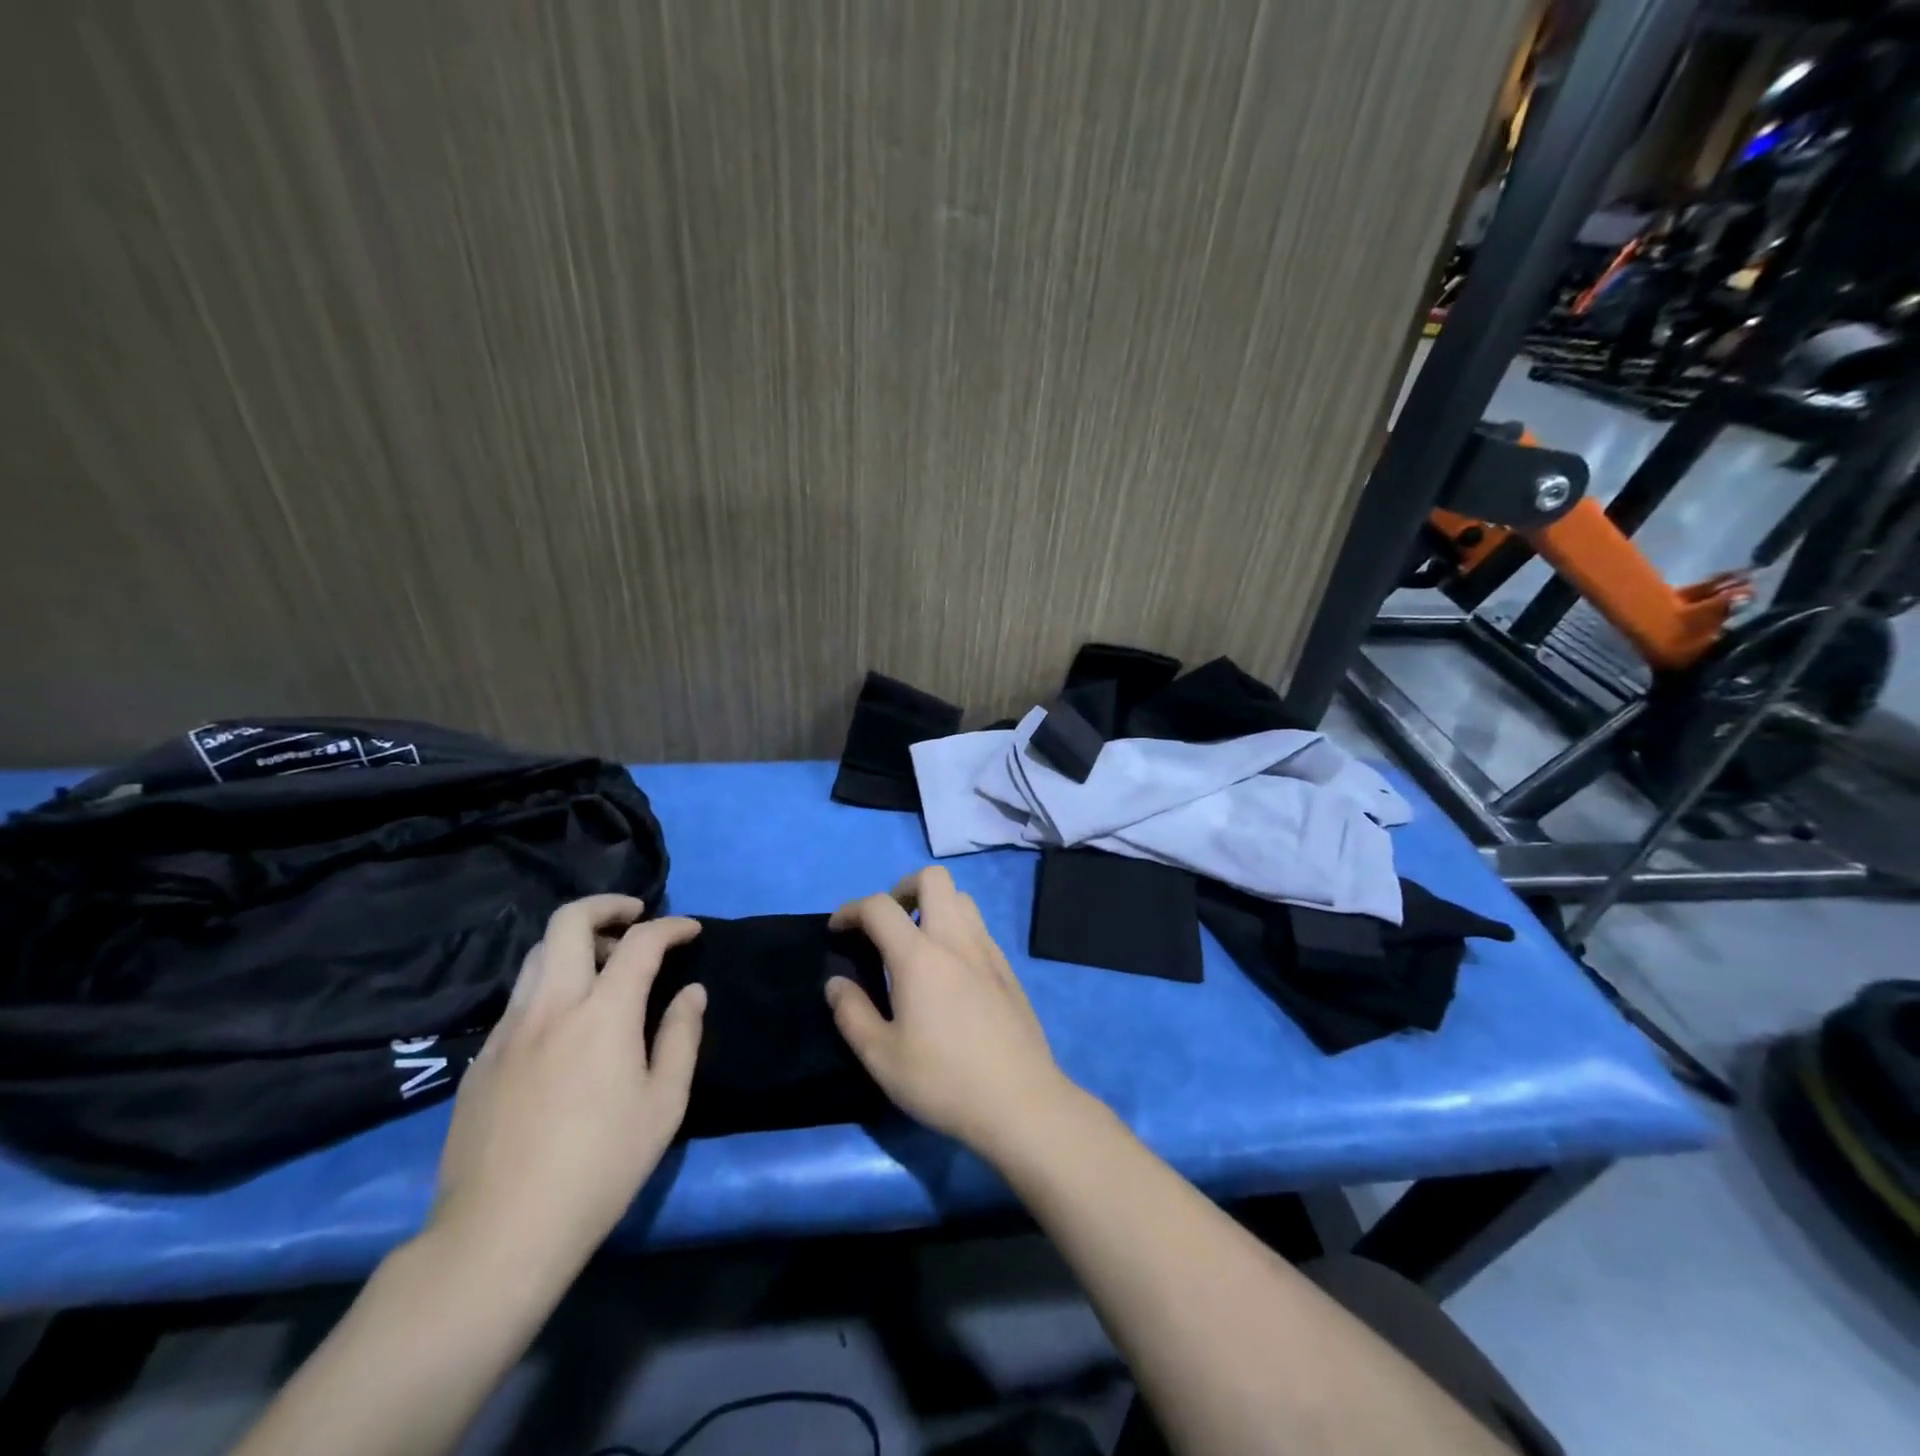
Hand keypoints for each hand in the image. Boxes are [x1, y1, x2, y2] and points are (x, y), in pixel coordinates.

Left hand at [428, 896, 705, 1287]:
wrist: (498, 1234)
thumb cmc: (599, 1167)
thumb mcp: (663, 1103)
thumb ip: (681, 1036)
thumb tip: (691, 992)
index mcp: (602, 1013)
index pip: (640, 942)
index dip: (671, 926)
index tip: (690, 931)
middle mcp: (550, 1006)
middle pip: (568, 922)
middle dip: (607, 906)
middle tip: (635, 918)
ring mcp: (507, 1031)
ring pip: (535, 955)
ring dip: (574, 943)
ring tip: (603, 966)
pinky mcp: (480, 1060)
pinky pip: (518, 999)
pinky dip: (550, 985)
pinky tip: (566, 1024)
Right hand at [826, 867, 1075, 1159]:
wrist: (1020, 1101)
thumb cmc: (943, 1080)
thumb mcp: (881, 1057)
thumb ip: (852, 1013)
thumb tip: (836, 983)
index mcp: (919, 956)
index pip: (879, 906)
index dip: (851, 909)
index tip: (837, 930)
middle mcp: (955, 940)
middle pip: (932, 879)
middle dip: (902, 889)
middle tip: (886, 925)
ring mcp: (987, 951)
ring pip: (961, 898)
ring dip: (934, 905)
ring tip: (917, 943)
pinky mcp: (1007, 969)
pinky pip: (978, 927)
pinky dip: (957, 929)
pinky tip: (949, 970)